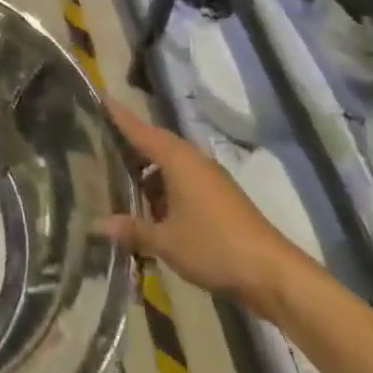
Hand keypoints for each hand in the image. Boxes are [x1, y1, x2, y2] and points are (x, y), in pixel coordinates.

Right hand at [99, 98, 308, 316]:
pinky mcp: (220, 197)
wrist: (273, 274)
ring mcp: (209, 178)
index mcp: (176, 159)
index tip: (101, 98)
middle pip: (155, 144)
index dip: (119, 117)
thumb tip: (99, 225)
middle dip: (130, 146)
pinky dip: (164, 188)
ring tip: (121, 183)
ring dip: (148, 173)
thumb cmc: (213, 247)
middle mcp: (192, 160)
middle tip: (101, 146)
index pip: (139, 130)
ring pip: (170, 165)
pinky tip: (153, 210)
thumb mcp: (166, 242)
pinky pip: (183, 181)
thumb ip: (133, 229)